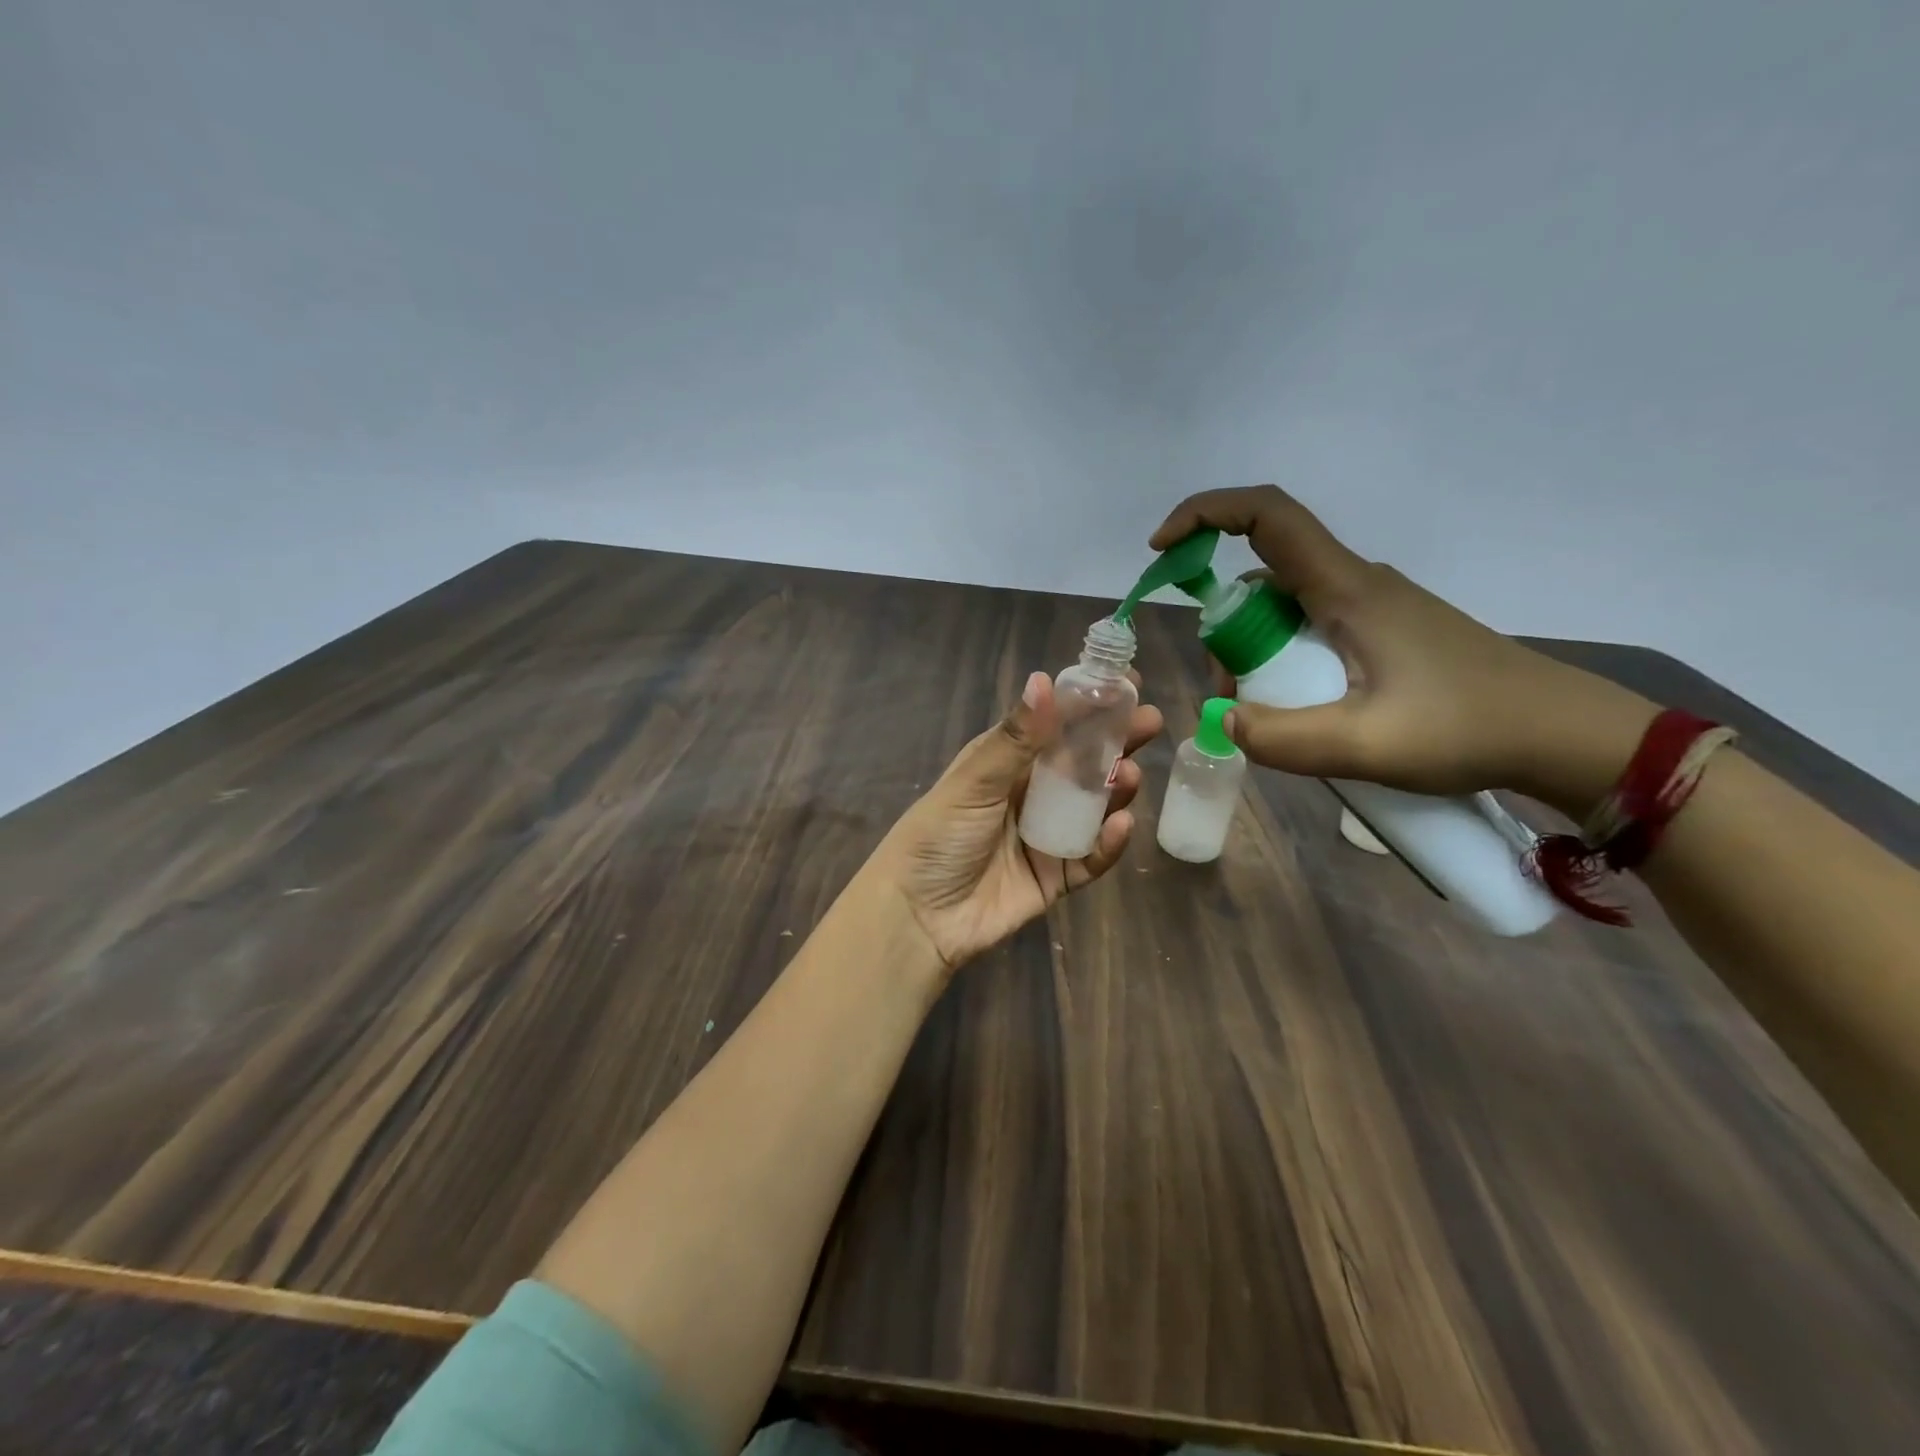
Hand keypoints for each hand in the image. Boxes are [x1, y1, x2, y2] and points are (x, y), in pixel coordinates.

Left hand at [868, 670, 1162, 971]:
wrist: (919, 918)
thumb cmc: (938, 837)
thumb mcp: (973, 782)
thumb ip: (1014, 738)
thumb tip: (1043, 679)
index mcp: (1005, 762)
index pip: (1054, 724)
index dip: (1088, 704)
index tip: (1125, 683)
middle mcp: (1029, 793)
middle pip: (1082, 762)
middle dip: (1116, 741)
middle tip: (1150, 723)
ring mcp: (1046, 835)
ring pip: (1093, 807)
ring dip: (1115, 789)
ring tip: (1131, 775)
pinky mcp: (1056, 876)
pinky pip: (1090, 856)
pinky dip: (1108, 843)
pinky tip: (1122, 825)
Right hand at [1151, 485, 1656, 815]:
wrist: (1561, 735)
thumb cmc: (1467, 728)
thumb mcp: (1366, 745)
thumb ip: (1283, 738)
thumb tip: (1226, 721)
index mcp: (1347, 589)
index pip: (1266, 515)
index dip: (1204, 515)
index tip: (1161, 550)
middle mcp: (1355, 584)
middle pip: (1262, 575)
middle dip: (1226, 629)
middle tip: (1233, 696)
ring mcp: (1372, 607)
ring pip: (1284, 609)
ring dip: (1256, 653)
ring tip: (1273, 717)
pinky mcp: (1384, 632)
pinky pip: (1311, 630)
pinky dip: (1286, 662)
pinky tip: (1307, 713)